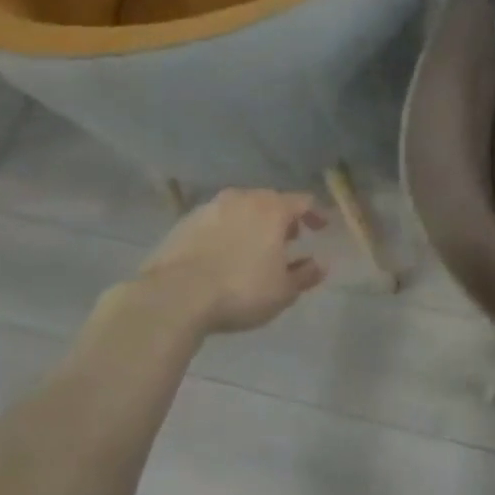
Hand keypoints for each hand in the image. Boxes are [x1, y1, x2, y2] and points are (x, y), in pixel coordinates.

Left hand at [125, 189, 327, 334]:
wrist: (174, 296)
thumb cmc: (240, 290)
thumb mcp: (283, 291)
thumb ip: (305, 275)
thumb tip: (320, 265)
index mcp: (272, 209)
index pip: (303, 202)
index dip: (315, 214)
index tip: (320, 229)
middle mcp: (243, 198)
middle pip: (270, 201)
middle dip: (282, 218)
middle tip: (288, 239)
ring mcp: (210, 208)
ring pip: (241, 209)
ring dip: (252, 223)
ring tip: (254, 247)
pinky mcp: (184, 222)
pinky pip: (216, 222)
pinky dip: (226, 232)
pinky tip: (223, 254)